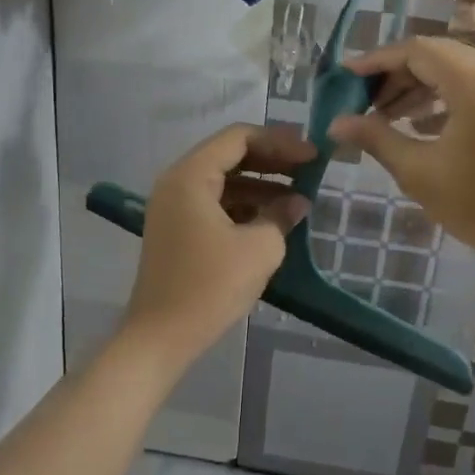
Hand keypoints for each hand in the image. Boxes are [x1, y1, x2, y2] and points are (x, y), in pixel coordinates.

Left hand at [120, 124, 313, 368]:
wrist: (161, 337)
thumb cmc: (210, 286)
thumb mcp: (259, 248)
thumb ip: (281, 215)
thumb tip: (297, 202)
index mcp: (190, 176)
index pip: (239, 138)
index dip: (280, 142)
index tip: (313, 155)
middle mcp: (176, 182)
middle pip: (230, 155)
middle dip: (272, 160)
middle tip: (310, 169)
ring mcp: (174, 207)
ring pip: (223, 181)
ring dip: (261, 184)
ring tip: (299, 197)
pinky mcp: (178, 230)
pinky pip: (215, 203)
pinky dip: (244, 205)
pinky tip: (273, 219)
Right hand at [329, 38, 474, 269]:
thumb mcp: (418, 171)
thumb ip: (375, 138)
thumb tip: (336, 123)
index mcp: (474, 82)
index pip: (416, 51)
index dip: (377, 61)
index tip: (346, 77)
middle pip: (436, 55)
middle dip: (395, 74)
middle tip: (362, 101)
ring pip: (454, 71)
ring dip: (417, 87)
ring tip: (384, 116)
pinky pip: (473, 88)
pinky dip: (442, 98)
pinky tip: (417, 125)